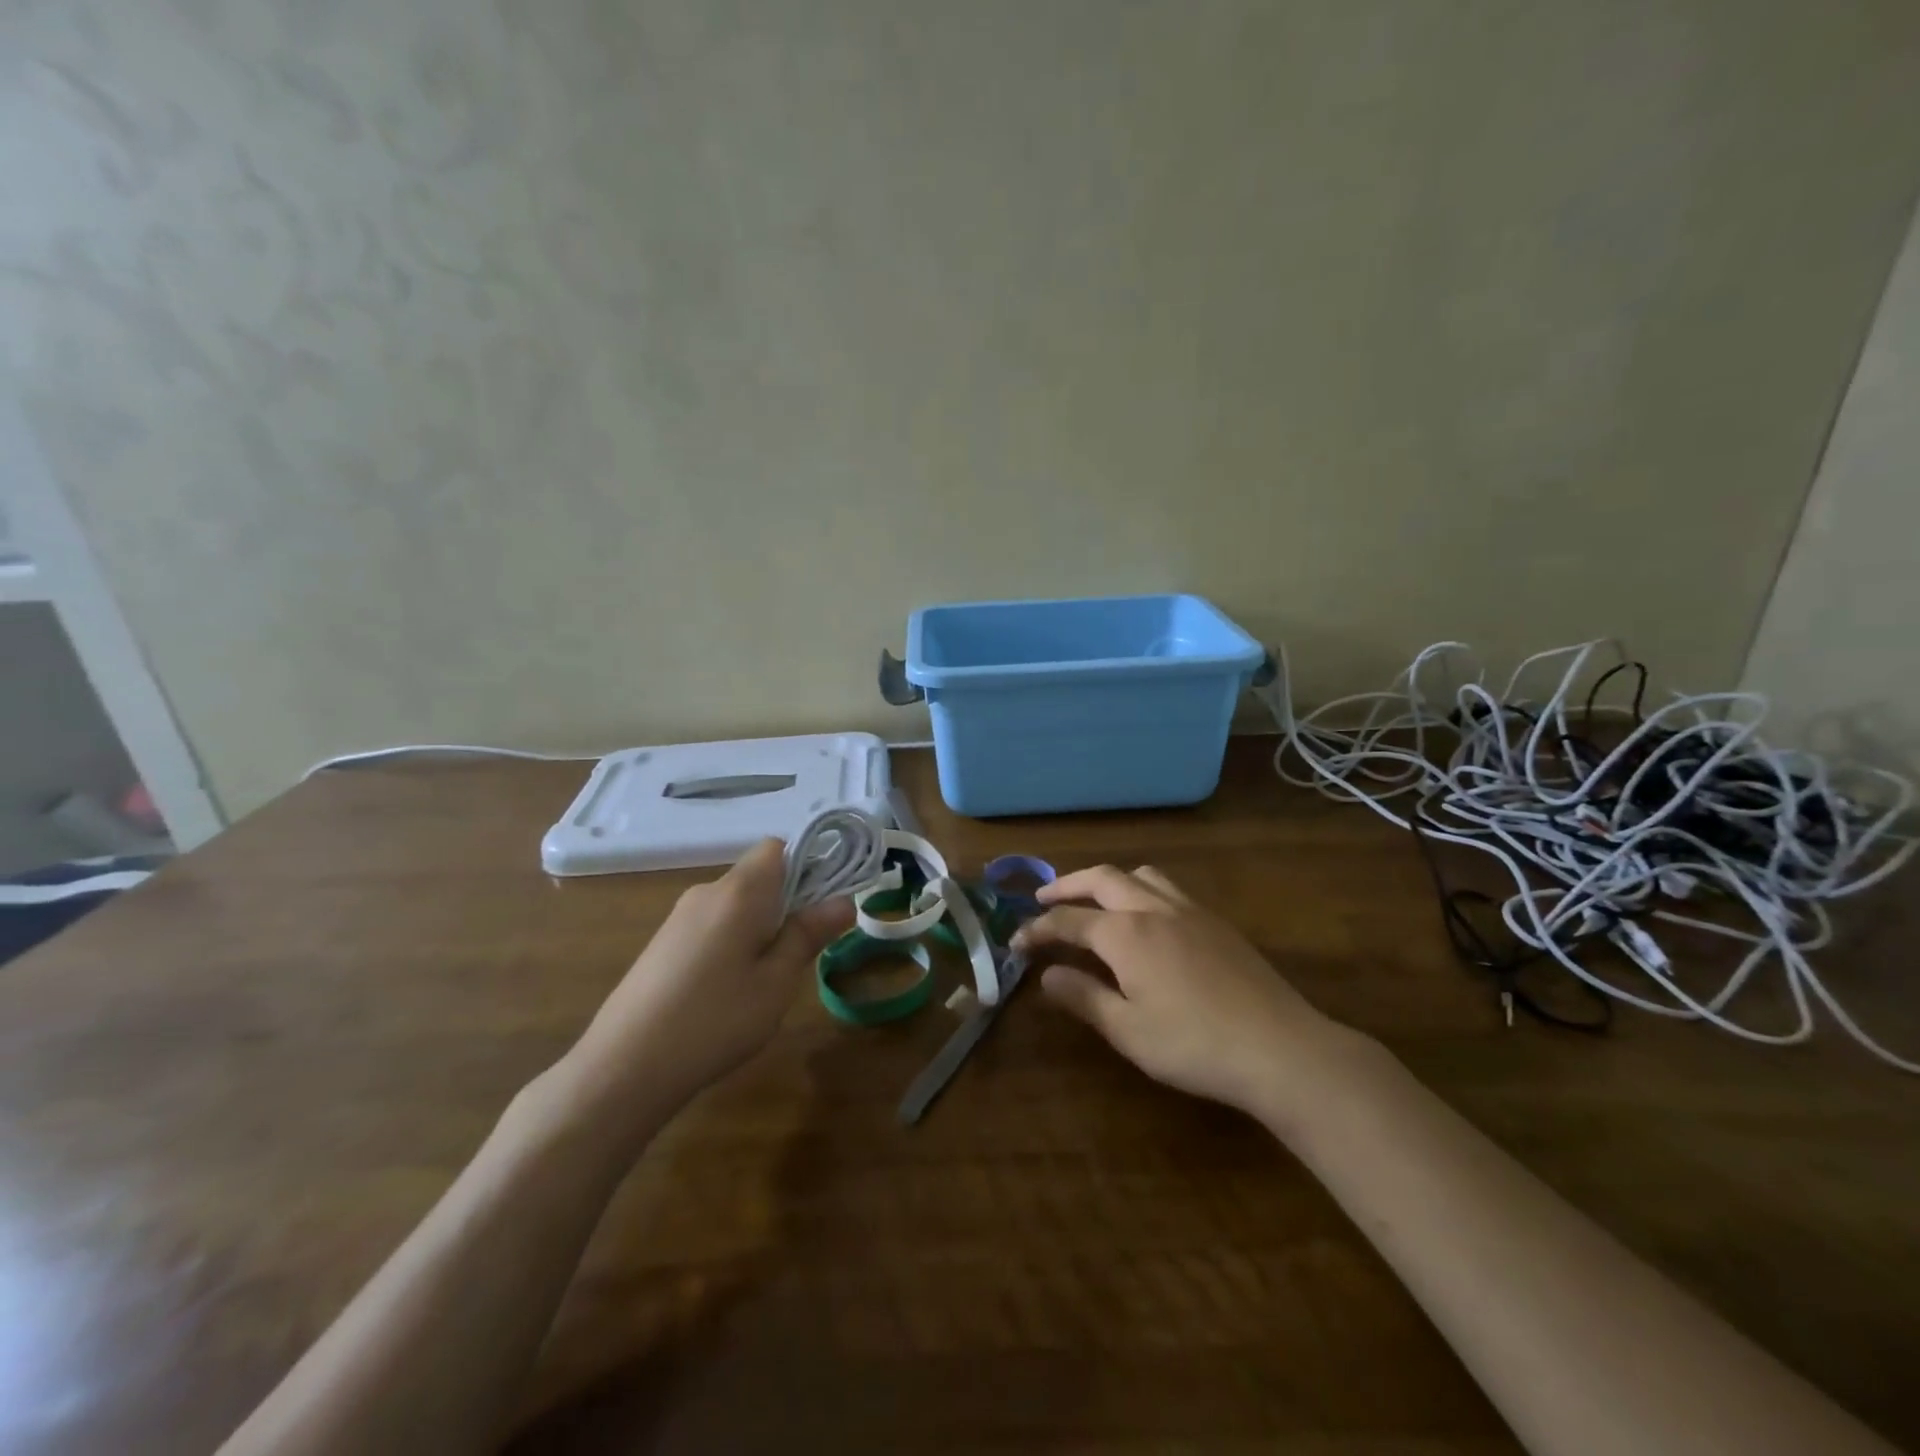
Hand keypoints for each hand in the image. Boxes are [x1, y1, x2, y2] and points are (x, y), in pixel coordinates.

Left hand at [556, 840, 852, 1139]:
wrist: (622, 1068)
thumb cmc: (714, 1020)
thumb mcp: (776, 982)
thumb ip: (809, 934)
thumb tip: (843, 900)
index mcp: (739, 891)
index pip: (778, 846)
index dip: (808, 863)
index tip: (826, 903)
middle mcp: (707, 891)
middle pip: (759, 875)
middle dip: (789, 902)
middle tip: (804, 951)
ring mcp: (680, 917)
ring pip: (737, 903)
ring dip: (762, 925)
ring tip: (768, 979)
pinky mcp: (664, 943)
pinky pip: (714, 923)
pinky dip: (734, 940)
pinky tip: (729, 989)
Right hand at [1013, 864, 1354, 1116]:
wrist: (1280, 1047)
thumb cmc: (1194, 1044)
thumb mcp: (1128, 1030)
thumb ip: (1084, 997)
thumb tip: (1047, 974)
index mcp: (1125, 933)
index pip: (1068, 920)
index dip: (1037, 928)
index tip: (1015, 941)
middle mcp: (1153, 908)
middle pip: (1101, 879)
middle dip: (1067, 885)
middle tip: (1043, 899)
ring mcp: (1189, 910)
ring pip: (1140, 875)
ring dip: (1108, 880)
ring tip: (1095, 900)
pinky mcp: (1216, 921)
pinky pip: (1169, 888)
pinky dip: (1141, 889)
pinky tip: (1147, 919)